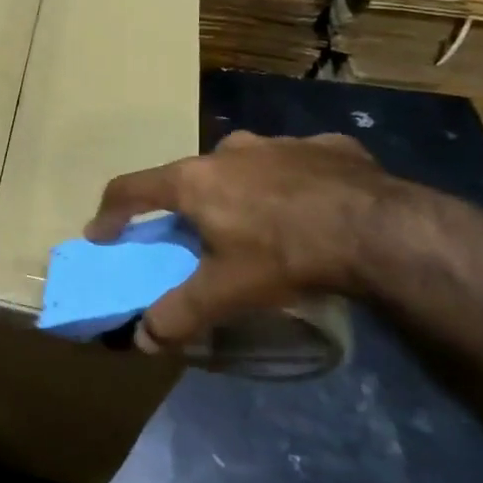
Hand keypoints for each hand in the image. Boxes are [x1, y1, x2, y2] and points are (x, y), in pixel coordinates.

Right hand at [85, 131, 402, 351]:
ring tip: (257, 220)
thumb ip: (179, 313)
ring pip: (244, 164)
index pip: (132, 189)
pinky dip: (292, 183)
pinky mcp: (328, 146)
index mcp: (194, 180)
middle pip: (189, 176)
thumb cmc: (286, 255)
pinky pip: (296, 164)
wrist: (382, 230)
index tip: (100, 233)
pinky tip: (312, 207)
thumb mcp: (226, 292)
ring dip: (239, 188)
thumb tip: (143, 339)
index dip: (110, 213)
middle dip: (184, 204)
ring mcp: (281, 142)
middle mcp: (229, 150)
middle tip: (194, 234)